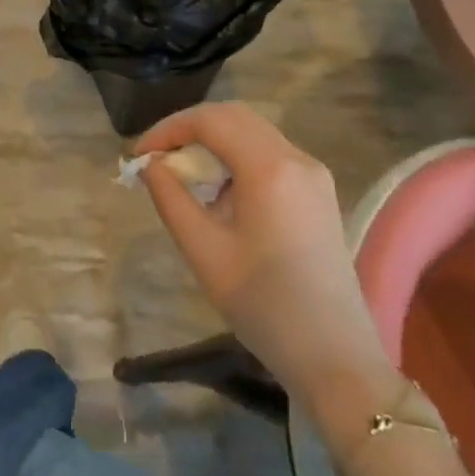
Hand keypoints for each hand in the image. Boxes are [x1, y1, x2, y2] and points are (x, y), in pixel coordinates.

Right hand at [136, 103, 399, 425]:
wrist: (336, 359)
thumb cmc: (264, 305)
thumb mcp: (203, 250)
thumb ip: (171, 197)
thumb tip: (150, 165)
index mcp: (269, 168)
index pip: (209, 121)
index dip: (167, 129)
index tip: (138, 157)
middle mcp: (296, 158)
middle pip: (234, 116)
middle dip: (189, 128)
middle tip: (157, 158)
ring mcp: (313, 174)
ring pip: (253, 132)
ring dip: (213, 141)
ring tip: (182, 174)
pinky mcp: (318, 192)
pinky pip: (269, 154)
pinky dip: (235, 157)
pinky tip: (218, 192)